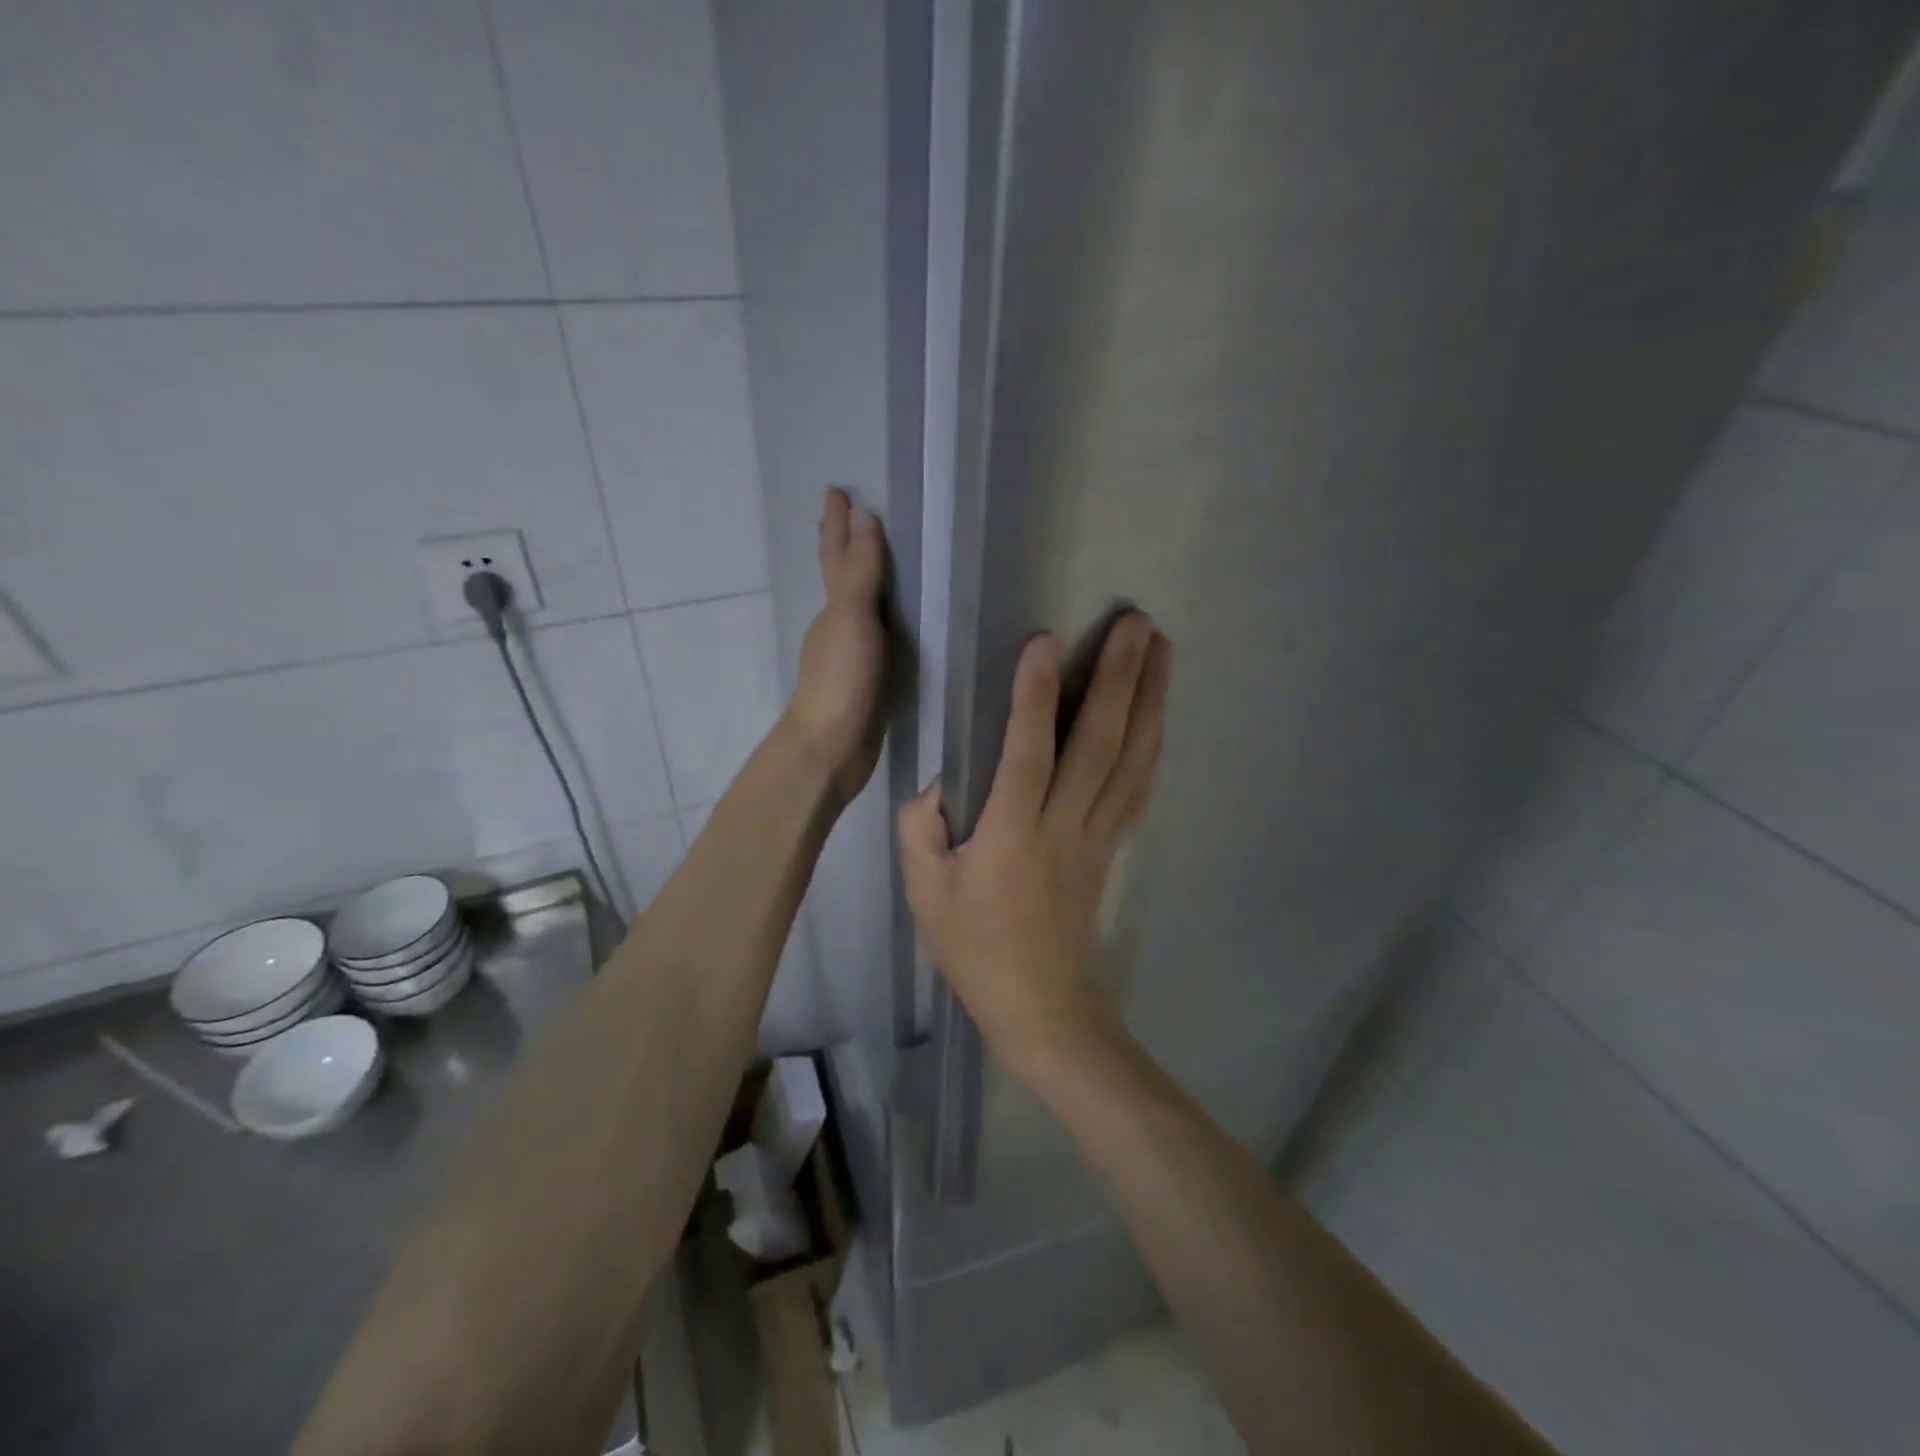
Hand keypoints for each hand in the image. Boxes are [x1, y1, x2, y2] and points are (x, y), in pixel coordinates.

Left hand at [783, 488, 888, 808]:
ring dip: (867, 585)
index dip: (837, 524)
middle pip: (843, 578)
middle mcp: (837, 627)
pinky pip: (878, 641)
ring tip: (885, 567)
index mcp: (834, 608)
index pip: (837, 556)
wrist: (829, 749)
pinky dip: (885, 625)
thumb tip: (863, 517)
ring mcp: (849, 657)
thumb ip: (861, 573)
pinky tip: (898, 630)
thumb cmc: (841, 681)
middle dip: (846, 547)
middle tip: (854, 518)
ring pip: (860, 610)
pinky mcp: (866, 684)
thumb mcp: (853, 619)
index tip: (838, 490)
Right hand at [898, 612, 1171, 1078]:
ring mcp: (1097, 834)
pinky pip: (1138, 787)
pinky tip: (1159, 713)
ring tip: (1162, 649)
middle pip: (1099, 742)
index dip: (1036, 696)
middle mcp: (1063, 825)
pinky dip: (1152, 743)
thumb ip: (922, 827)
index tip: (1046, 641)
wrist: (1039, 1005)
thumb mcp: (924, 891)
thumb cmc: (973, 947)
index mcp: (1011, 834)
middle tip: (1137, 621)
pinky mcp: (1111, 845)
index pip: (1028, 753)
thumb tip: (942, 781)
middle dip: (1119, 677)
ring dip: (1150, 700)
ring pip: (1131, 758)